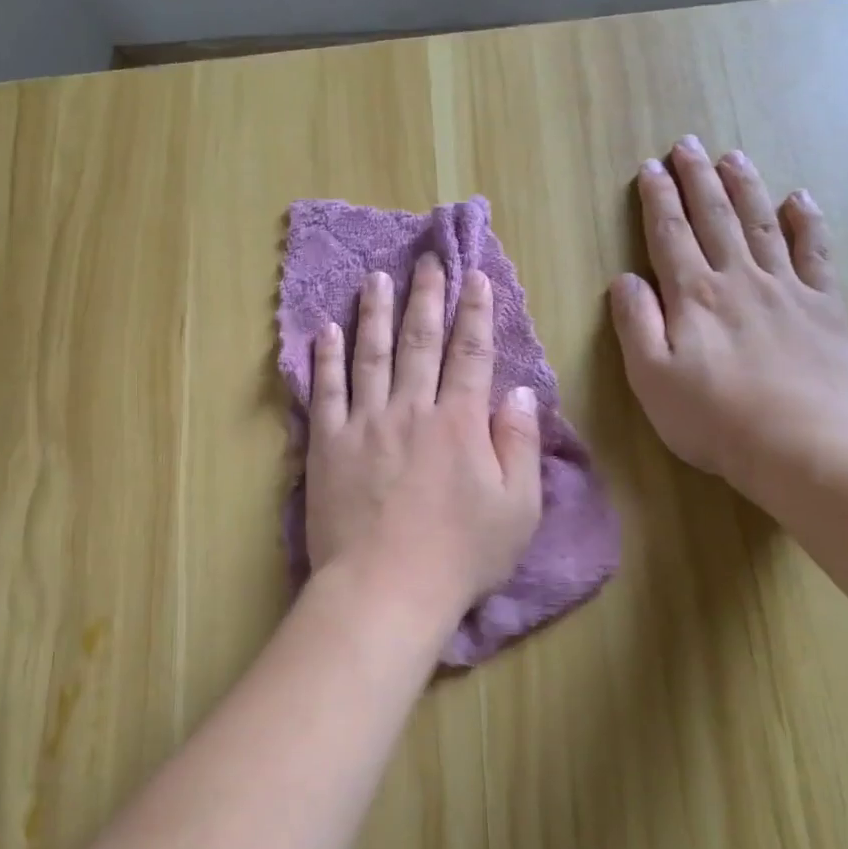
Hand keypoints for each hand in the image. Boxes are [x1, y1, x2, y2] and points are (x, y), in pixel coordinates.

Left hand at [306, 254, 543, 628]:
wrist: (384, 588)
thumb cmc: (459, 556)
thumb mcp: (516, 508)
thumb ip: (520, 445)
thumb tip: (522, 394)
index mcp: (460, 422)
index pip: (471, 354)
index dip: (476, 312)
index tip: (476, 278)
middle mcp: (412, 409)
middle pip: (420, 341)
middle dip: (427, 297)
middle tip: (427, 260)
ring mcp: (365, 423)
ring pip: (371, 354)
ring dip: (375, 312)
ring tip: (378, 278)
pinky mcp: (328, 443)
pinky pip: (325, 390)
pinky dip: (326, 357)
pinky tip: (327, 330)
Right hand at [611, 136, 847, 496]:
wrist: (801, 446)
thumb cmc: (712, 418)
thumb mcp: (650, 377)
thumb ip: (635, 323)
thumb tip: (625, 279)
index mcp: (693, 296)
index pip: (669, 235)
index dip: (658, 199)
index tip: (650, 168)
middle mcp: (738, 279)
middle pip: (715, 217)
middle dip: (697, 179)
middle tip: (687, 144)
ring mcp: (786, 289)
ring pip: (762, 224)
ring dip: (744, 187)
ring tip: (732, 157)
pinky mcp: (823, 307)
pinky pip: (815, 252)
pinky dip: (806, 222)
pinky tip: (799, 199)